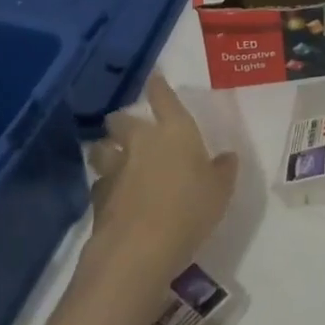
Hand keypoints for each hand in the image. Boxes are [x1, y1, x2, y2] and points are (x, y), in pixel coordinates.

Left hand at [87, 73, 238, 281]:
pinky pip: (99, 182)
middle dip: (122, 120)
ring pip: (101, 147)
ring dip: (105, 149)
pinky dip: (104, 184)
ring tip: (111, 157)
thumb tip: (227, 157)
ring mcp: (115, 167)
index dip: (159, 86)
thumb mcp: (220, 191)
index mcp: (174, 131)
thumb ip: (223, 170)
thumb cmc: (190, 209)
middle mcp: (141, 141)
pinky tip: (112, 195)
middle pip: (121, 119)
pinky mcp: (98, 196)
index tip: (154, 77)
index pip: (164, 98)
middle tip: (127, 127)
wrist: (140, 247)